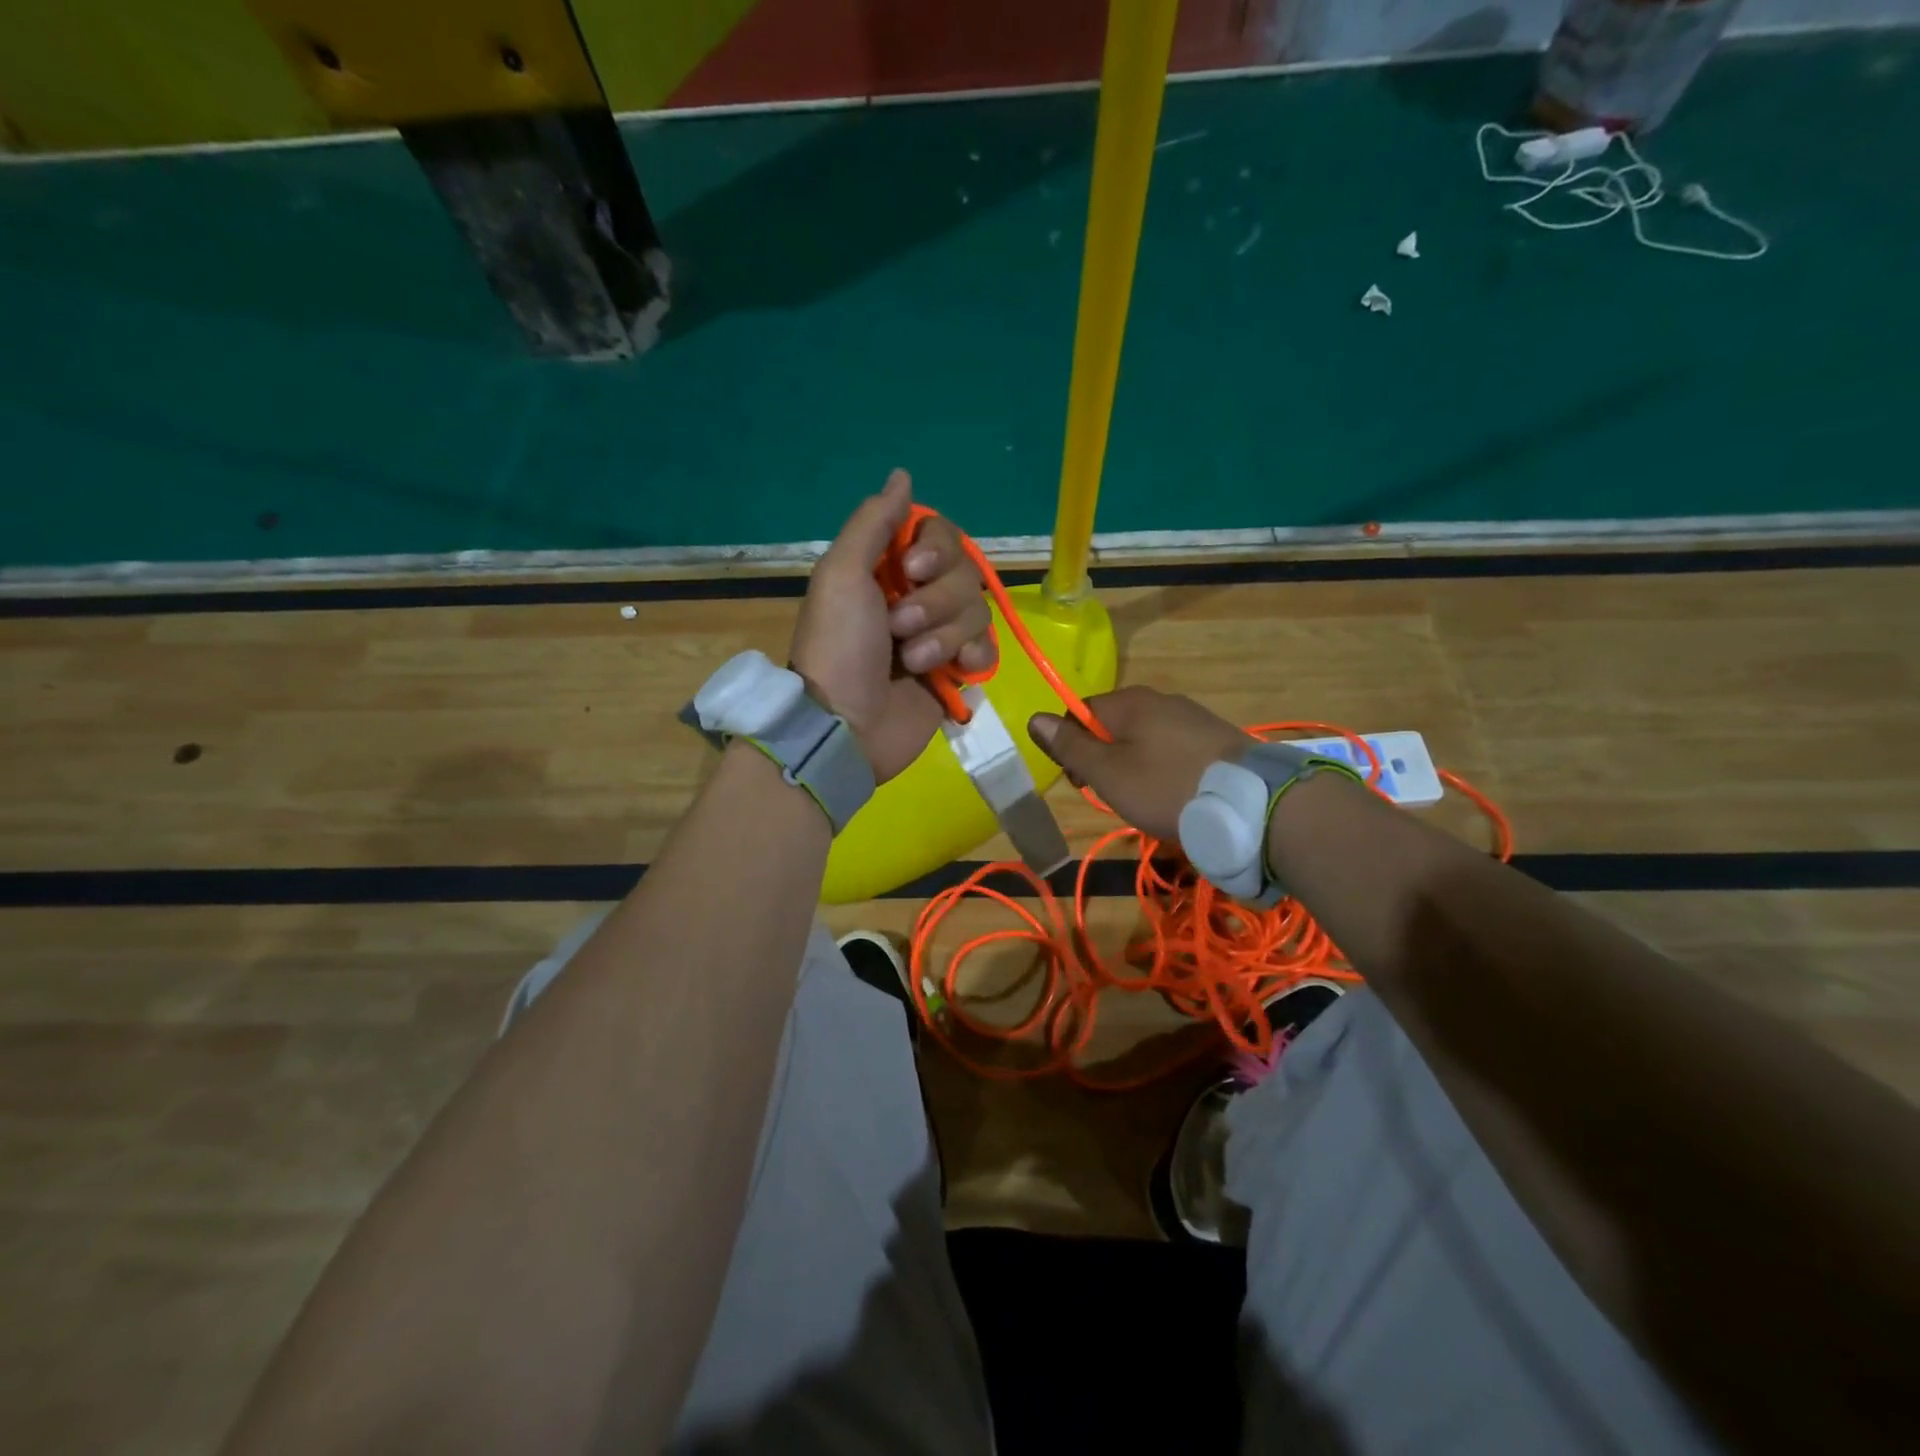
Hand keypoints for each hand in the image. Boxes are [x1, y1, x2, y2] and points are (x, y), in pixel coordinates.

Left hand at [790, 470, 996, 782]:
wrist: (845, 726)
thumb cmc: (838, 647)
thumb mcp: (842, 575)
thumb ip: (873, 522)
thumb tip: (903, 475)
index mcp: (889, 570)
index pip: (941, 537)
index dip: (937, 550)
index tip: (913, 570)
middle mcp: (918, 597)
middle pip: (965, 574)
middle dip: (935, 602)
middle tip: (898, 629)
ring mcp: (940, 637)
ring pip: (978, 612)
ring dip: (944, 636)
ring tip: (912, 662)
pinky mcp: (957, 673)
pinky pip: (989, 650)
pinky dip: (974, 658)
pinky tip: (955, 673)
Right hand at [1029, 687, 1250, 843]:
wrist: (1251, 804)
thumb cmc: (1166, 787)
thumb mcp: (1108, 773)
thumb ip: (1070, 745)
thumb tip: (1035, 717)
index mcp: (1129, 702)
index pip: (1081, 711)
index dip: (1071, 745)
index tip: (1079, 781)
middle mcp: (1160, 699)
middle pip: (1114, 724)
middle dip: (1104, 758)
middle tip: (1112, 794)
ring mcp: (1192, 716)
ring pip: (1145, 738)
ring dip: (1134, 765)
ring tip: (1145, 799)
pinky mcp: (1216, 737)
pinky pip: (1174, 747)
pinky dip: (1165, 768)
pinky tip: (1175, 793)